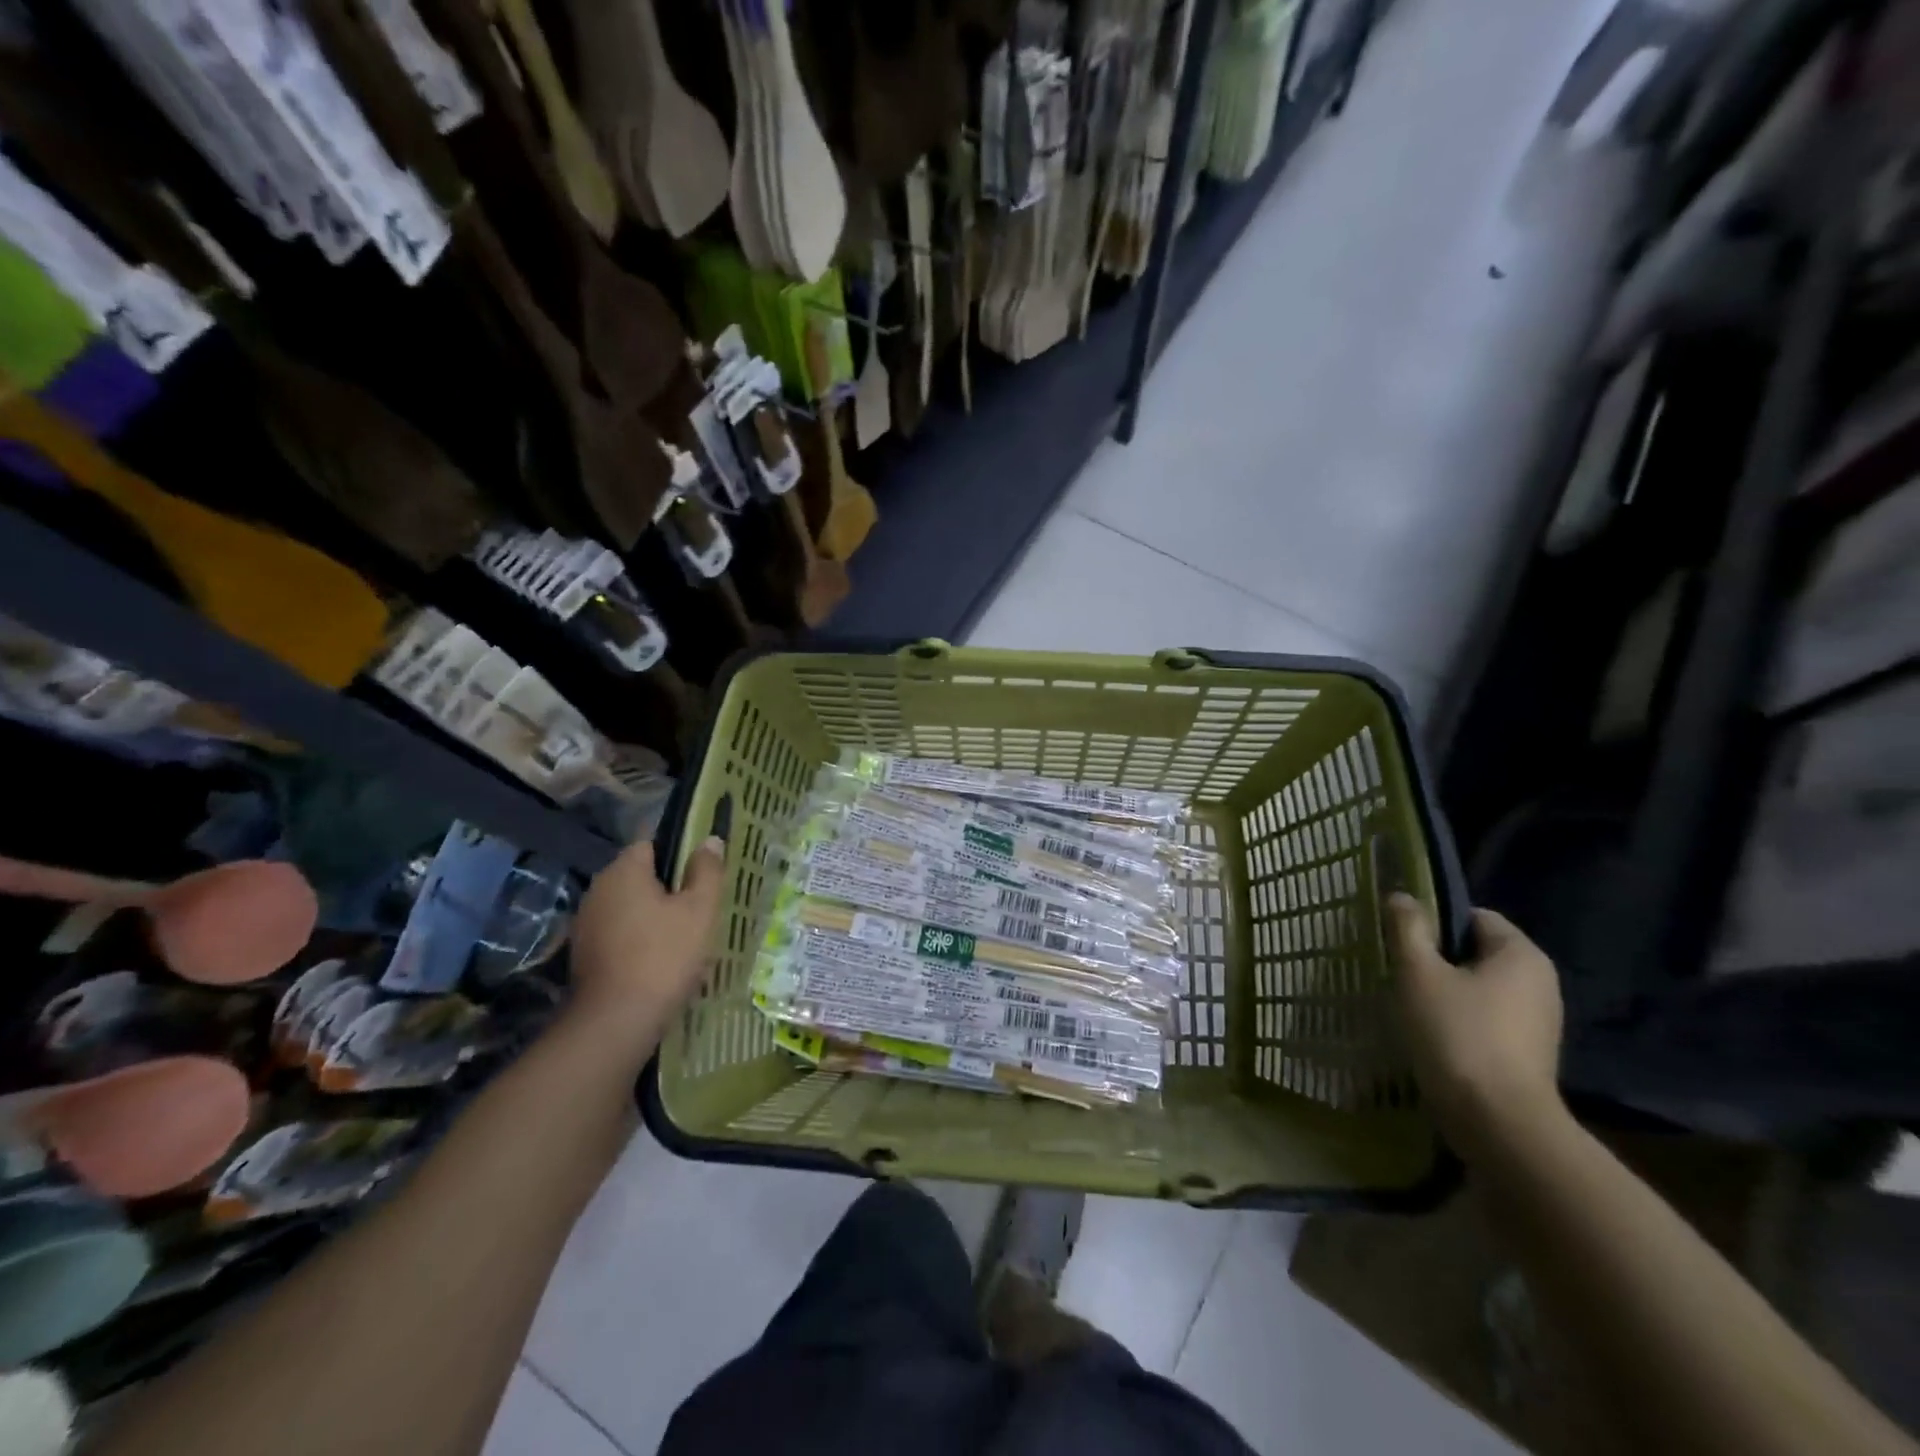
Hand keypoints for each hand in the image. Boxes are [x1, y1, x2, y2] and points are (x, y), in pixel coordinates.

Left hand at [566, 837, 726, 1055]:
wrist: (615, 1022)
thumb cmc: (664, 956)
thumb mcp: (700, 910)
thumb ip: (707, 871)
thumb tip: (709, 840)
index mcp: (624, 870)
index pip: (651, 842)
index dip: (679, 851)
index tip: (702, 871)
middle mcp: (598, 889)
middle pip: (639, 875)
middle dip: (668, 886)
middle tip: (700, 906)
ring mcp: (586, 923)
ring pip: (629, 906)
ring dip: (653, 914)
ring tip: (685, 935)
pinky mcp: (584, 954)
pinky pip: (619, 932)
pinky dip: (639, 938)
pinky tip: (660, 958)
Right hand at [1386, 893, 1564, 1155]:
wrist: (1498, 1123)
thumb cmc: (1457, 1034)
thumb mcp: (1419, 973)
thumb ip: (1408, 929)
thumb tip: (1402, 896)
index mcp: (1521, 954)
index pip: (1473, 916)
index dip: (1434, 922)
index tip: (1402, 942)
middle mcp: (1540, 982)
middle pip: (1476, 952)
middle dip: (1437, 959)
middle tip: (1400, 973)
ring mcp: (1539, 1022)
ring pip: (1479, 988)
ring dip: (1445, 992)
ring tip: (1410, 1006)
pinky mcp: (1529, 1054)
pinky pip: (1486, 1019)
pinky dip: (1459, 1020)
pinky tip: (1432, 1036)